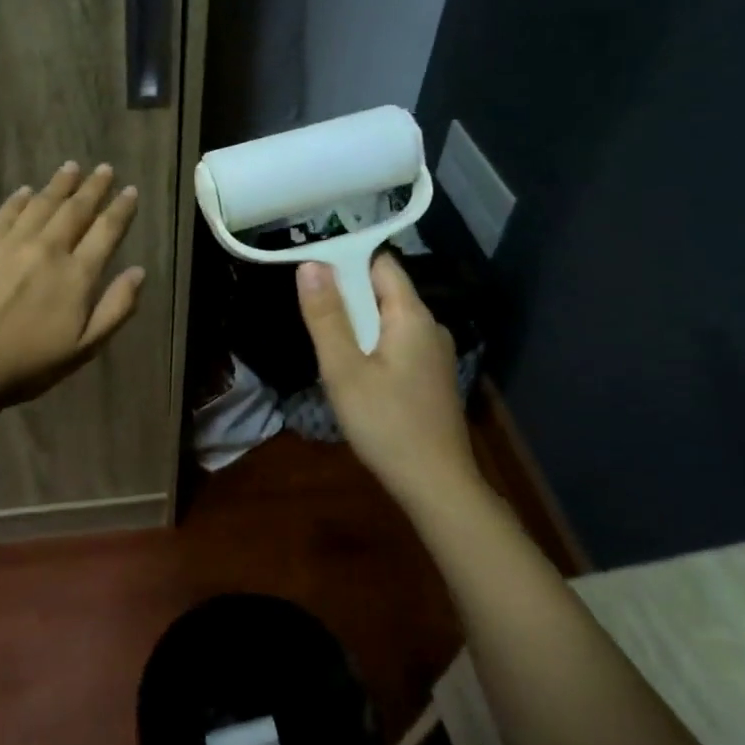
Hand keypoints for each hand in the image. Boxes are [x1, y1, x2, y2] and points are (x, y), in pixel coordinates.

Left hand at [0, 161, 143, 405]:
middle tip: (104, 169)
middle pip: (76, 210)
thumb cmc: (29, 364)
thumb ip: (116, 308)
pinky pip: (6, 213)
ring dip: (60, 184)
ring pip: (42, 204)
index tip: (130, 190)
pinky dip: (20, 199)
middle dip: (93, 188)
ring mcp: (12, 244)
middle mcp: (49, 250)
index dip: (121, 209)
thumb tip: (138, 271)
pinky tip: (26, 190)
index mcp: (77, 275)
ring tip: (72, 167)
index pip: (106, 231)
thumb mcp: (85, 347)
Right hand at [297, 251, 480, 507]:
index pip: (381, 263)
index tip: (311, 269)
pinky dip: (372, 344)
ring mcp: (435, 353)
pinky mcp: (432, 377)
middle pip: (384, 291)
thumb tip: (311, 264)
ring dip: (357, 322)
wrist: (436, 484)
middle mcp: (430, 326)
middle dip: (347, 294)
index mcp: (412, 315)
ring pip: (389, 320)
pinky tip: (353, 369)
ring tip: (324, 339)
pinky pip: (397, 343)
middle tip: (309, 308)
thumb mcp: (344, 369)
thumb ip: (326, 316)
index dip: (346, 259)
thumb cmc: (386, 423)